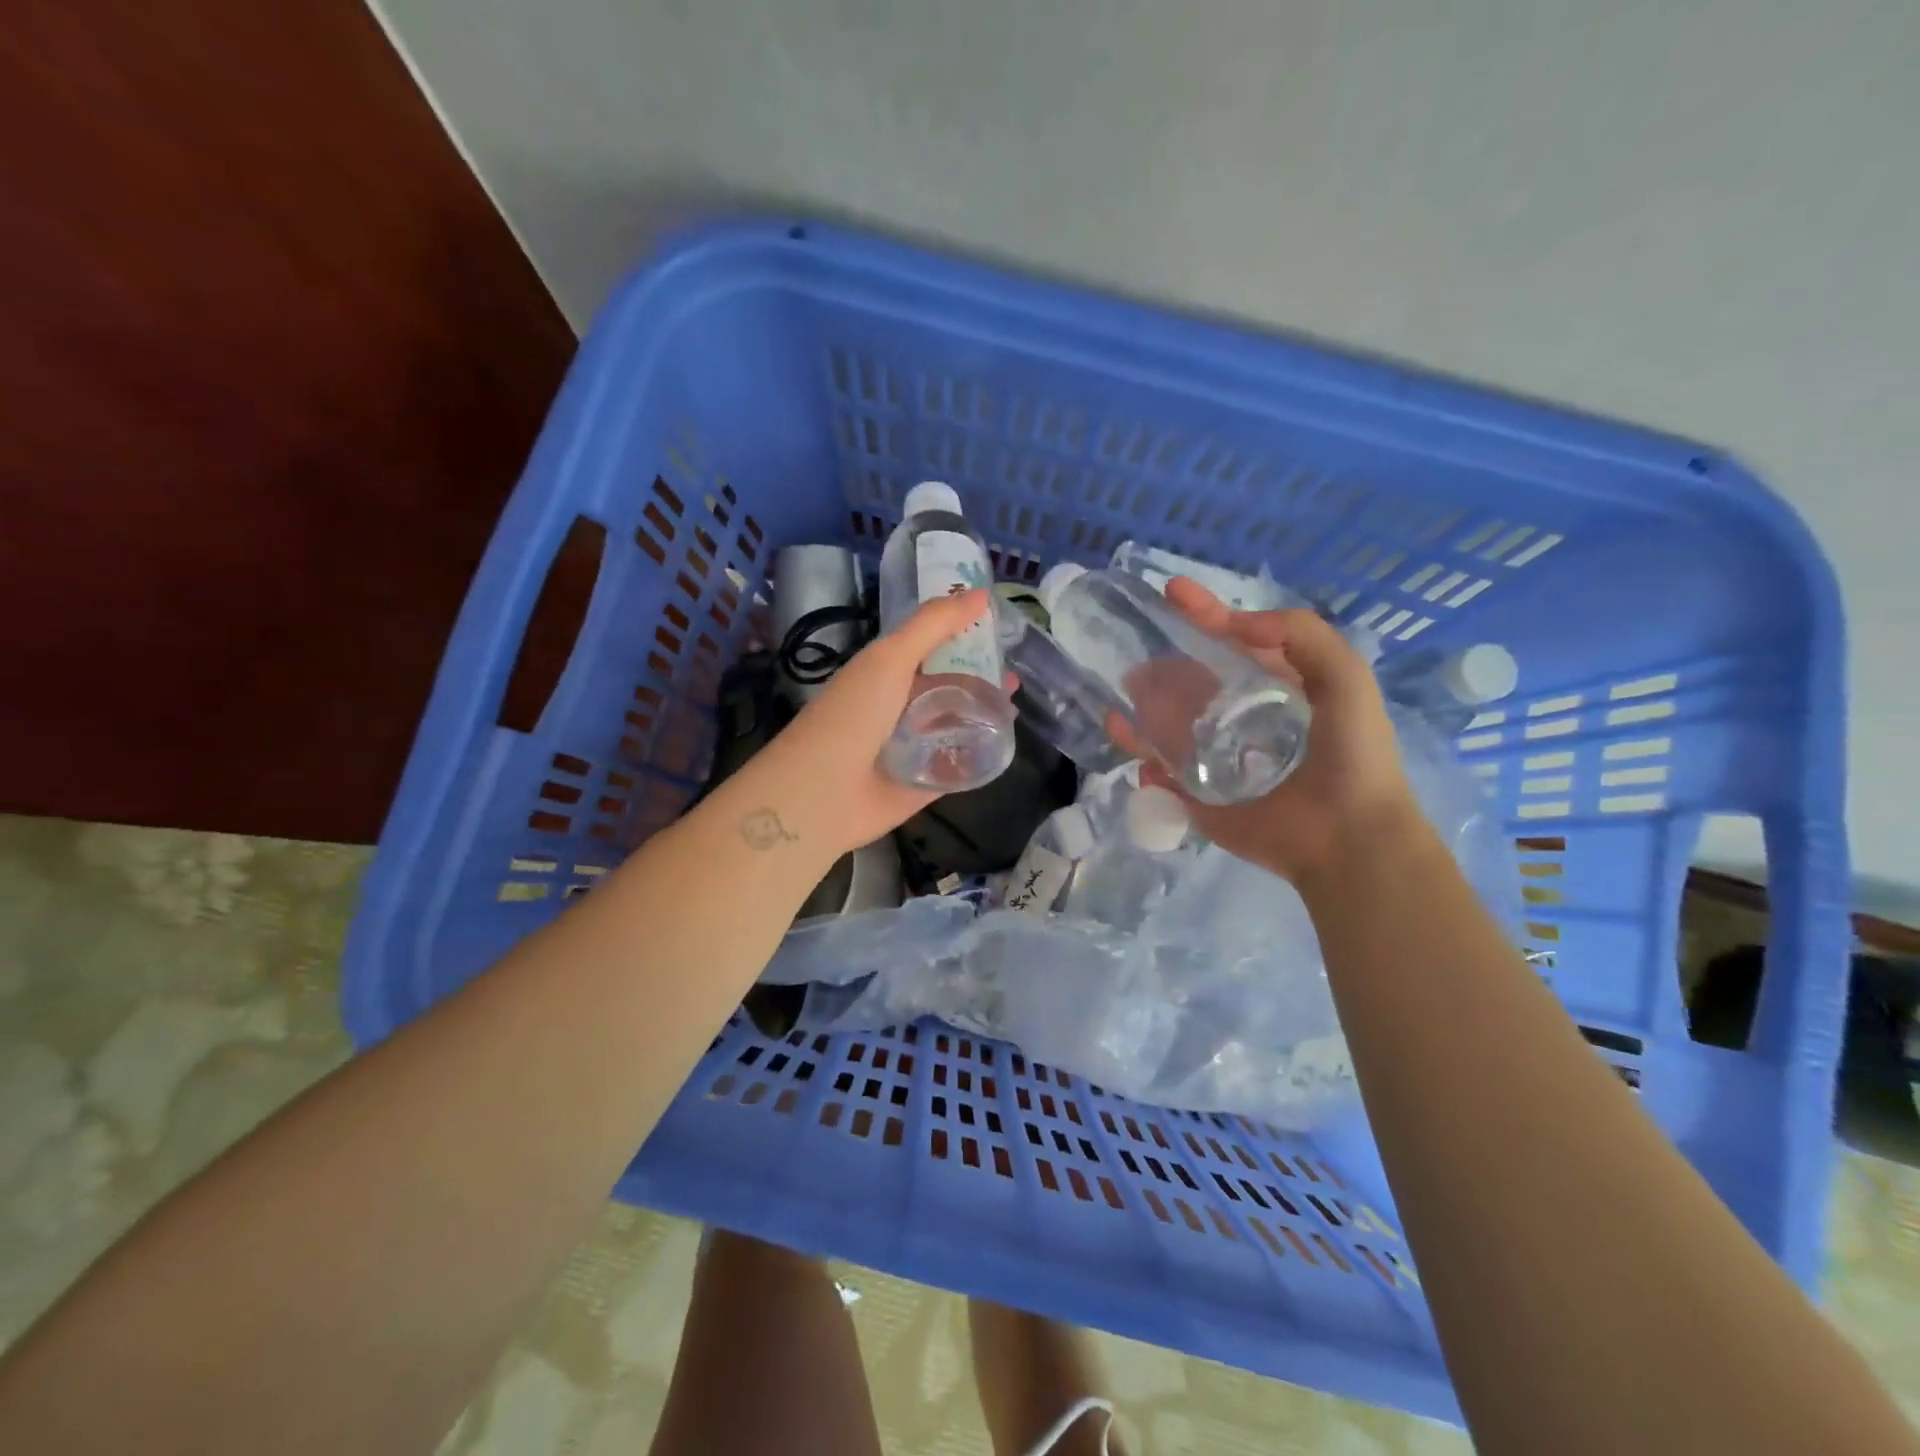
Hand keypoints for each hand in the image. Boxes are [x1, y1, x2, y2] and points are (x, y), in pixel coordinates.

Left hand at [728, 588, 997, 859]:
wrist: (822, 793)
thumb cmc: (852, 715)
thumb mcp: (891, 657)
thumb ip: (933, 625)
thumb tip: (980, 593)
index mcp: (884, 674)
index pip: (929, 648)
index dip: (960, 637)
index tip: (999, 629)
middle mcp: (896, 708)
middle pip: (945, 689)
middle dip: (978, 681)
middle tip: (1014, 678)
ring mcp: (909, 749)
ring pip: (953, 728)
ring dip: (981, 718)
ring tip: (1013, 709)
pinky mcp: (921, 786)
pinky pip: (955, 768)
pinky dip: (975, 758)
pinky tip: (1002, 747)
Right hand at [1127, 578, 1418, 883]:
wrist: (1347, 839)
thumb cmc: (1353, 757)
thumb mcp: (1345, 678)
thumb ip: (1300, 634)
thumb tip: (1236, 622)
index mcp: (1279, 691)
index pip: (1235, 645)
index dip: (1206, 615)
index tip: (1173, 591)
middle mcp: (1244, 721)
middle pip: (1194, 684)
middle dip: (1165, 665)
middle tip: (1138, 653)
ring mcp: (1217, 760)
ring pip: (1169, 725)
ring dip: (1144, 704)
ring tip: (1125, 688)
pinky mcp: (1198, 797)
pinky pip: (1159, 770)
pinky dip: (1137, 749)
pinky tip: (1121, 729)